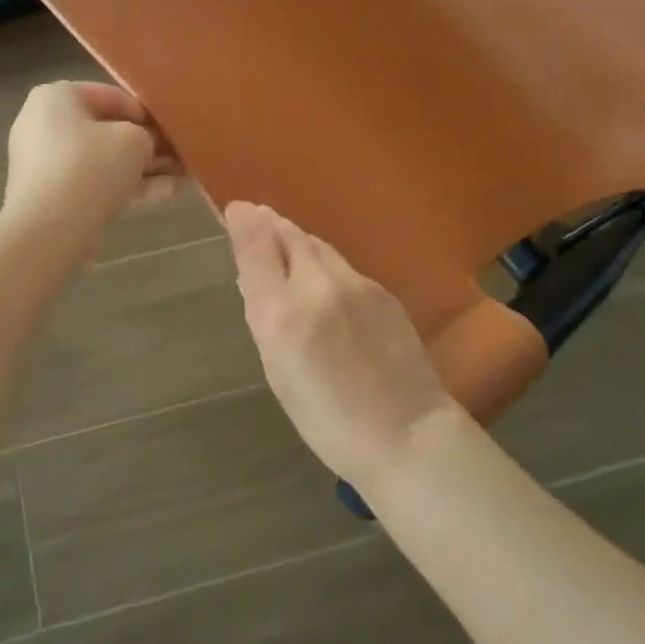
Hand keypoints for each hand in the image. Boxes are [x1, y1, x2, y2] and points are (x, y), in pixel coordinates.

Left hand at [2, 83, 180, 246]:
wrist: (50, 228)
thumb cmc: (91, 165)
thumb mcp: (134, 140)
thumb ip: (147, 136)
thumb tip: (147, 146)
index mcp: (56, 98)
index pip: (108, 95)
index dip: (144, 110)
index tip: (169, 126)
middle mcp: (44, 126)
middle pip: (105, 131)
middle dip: (145, 144)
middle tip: (178, 152)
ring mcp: (46, 165)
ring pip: (104, 162)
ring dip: (143, 169)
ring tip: (182, 175)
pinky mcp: (52, 198)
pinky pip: (95, 185)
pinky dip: (128, 188)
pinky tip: (168, 195)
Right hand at [224, 201, 460, 489]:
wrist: (407, 434)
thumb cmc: (328, 420)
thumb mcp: (279, 373)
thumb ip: (266, 318)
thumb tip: (253, 278)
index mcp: (282, 314)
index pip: (257, 247)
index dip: (244, 223)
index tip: (237, 209)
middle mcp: (317, 286)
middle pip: (288, 236)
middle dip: (269, 224)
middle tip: (257, 216)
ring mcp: (355, 284)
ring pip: (317, 246)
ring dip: (296, 239)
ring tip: (283, 237)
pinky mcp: (382, 290)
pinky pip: (341, 264)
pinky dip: (323, 260)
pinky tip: (321, 274)